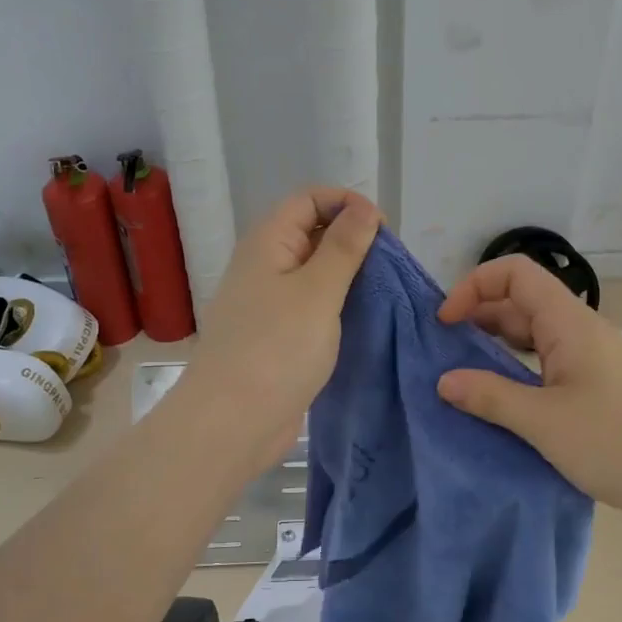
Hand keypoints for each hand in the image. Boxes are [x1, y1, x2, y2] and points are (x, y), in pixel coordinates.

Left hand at [173, 187, 382, 472]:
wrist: (232, 423)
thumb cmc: (276, 349)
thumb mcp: (318, 291)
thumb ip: (343, 247)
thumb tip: (364, 208)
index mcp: (267, 243)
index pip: (308, 198)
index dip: (347, 203)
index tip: (384, 230)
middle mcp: (265, 266)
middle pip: (312, 232)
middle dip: (352, 239)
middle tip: (388, 265)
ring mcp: (268, 303)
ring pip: (314, 272)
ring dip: (348, 276)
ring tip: (383, 292)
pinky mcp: (277, 336)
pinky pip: (311, 306)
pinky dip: (337, 306)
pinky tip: (362, 320)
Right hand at [436, 256, 621, 529]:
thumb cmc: (617, 443)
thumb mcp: (544, 422)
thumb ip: (490, 397)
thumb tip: (444, 381)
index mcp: (569, 323)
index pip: (515, 273)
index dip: (474, 285)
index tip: (445, 322)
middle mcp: (580, 331)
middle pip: (522, 302)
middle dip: (478, 317)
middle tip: (443, 351)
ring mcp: (592, 360)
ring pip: (534, 336)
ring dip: (496, 346)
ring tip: (462, 374)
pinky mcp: (597, 388)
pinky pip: (547, 365)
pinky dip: (518, 372)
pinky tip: (501, 399)